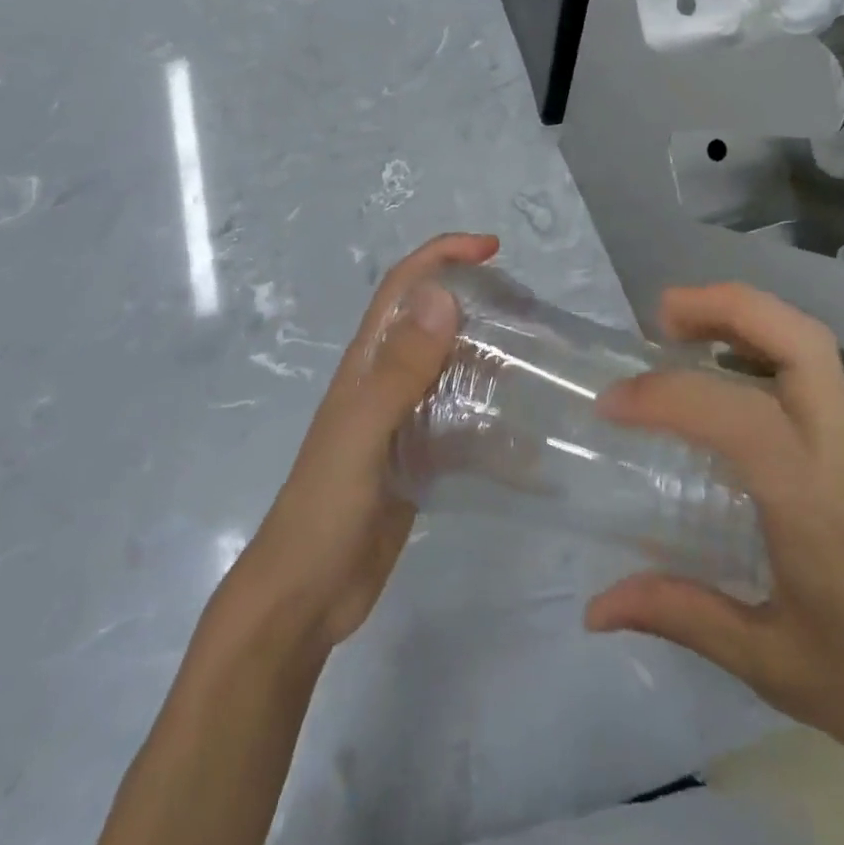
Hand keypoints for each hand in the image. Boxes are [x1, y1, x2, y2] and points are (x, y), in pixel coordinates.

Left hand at [231, 233, 496, 650]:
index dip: (441, 256)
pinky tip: (525, 430)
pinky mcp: (420, 457)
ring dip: (487, 354)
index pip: (404, 286)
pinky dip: (490, 414)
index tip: (492, 249)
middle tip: (529, 308)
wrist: (307, 595)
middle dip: (475, 300)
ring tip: (536, 359)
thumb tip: (442, 295)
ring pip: (451, 368)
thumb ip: (400, 368)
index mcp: (367, 362)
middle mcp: (386, 381)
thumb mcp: (363, 431)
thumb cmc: (327, 505)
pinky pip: (460, 419)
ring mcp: (403, 420)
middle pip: (433, 320)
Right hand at [584, 286, 843, 844]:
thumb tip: (595, 608)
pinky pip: (810, 382)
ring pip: (812, 349)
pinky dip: (760, 352)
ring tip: (683, 333)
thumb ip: (683, 616)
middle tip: (662, 316)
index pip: (739, 417)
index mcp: (814, 504)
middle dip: (728, 307)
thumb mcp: (775, 666)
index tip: (612, 405)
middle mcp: (838, 456)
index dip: (667, 396)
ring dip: (746, 319)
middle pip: (801, 342)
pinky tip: (725, 387)